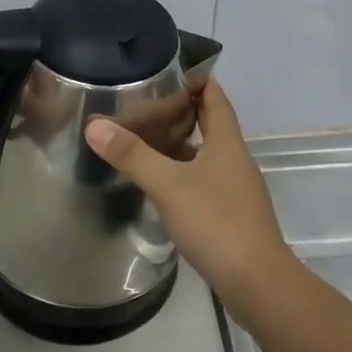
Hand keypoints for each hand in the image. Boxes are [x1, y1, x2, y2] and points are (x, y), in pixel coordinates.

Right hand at [84, 78, 293, 303]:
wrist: (257, 283)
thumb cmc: (216, 222)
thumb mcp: (169, 184)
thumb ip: (132, 155)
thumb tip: (95, 125)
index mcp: (227, 142)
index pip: (214, 96)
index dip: (195, 78)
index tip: (165, 68)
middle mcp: (235, 159)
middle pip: (210, 123)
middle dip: (181, 109)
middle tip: (144, 102)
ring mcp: (235, 188)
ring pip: (206, 153)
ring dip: (180, 143)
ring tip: (144, 137)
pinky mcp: (230, 214)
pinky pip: (204, 180)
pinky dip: (182, 172)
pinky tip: (160, 182)